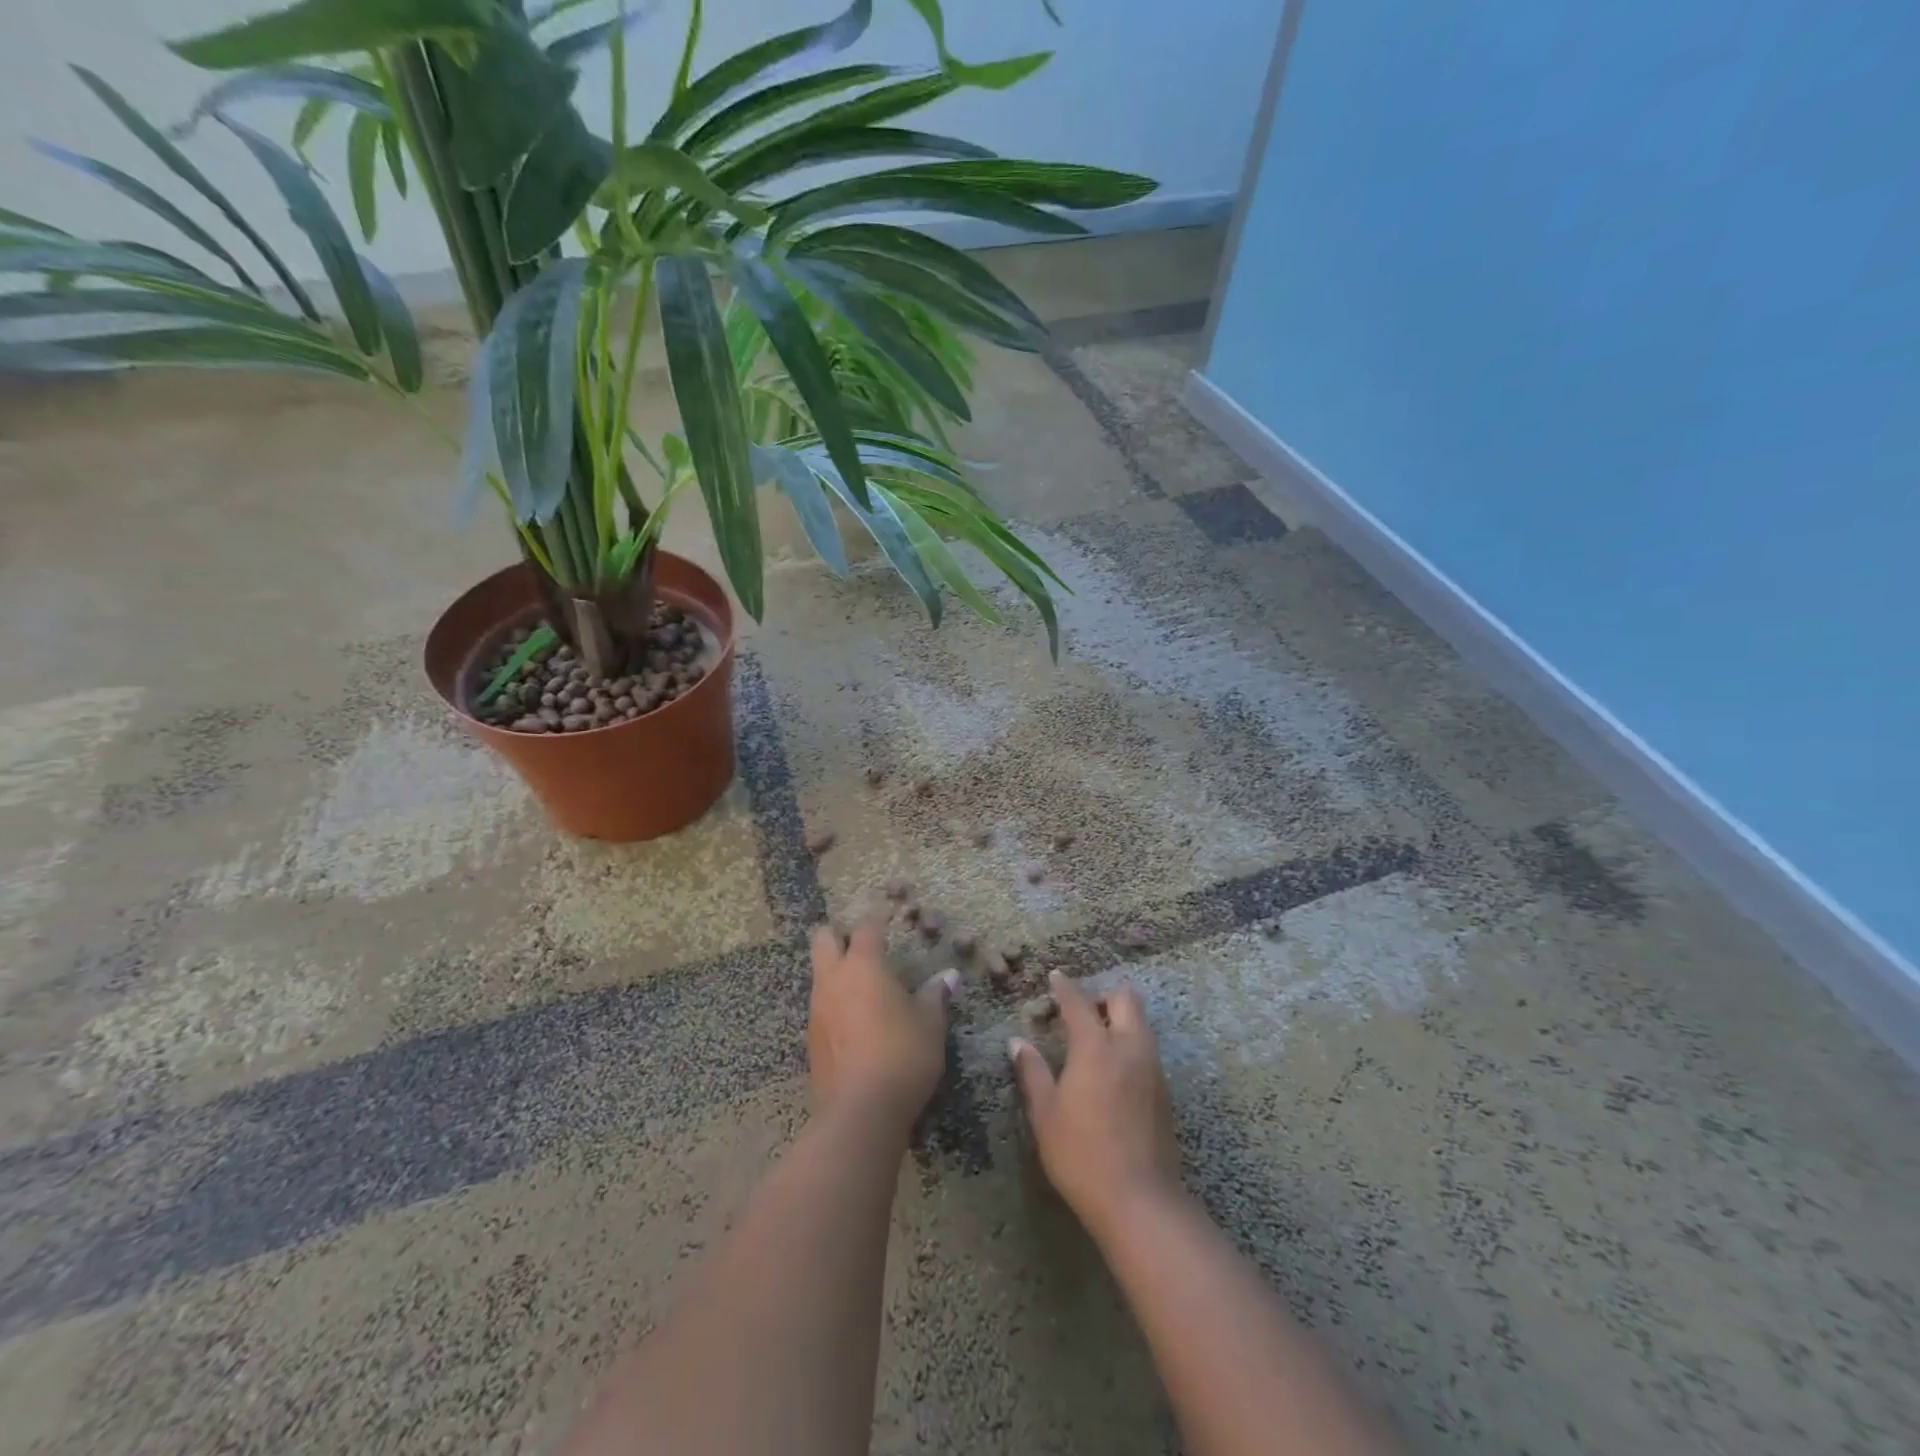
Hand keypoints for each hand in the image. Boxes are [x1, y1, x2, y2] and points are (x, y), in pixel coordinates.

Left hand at [808, 917, 957, 1130]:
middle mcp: (833, 980)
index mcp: (863, 965)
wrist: (859, 1111)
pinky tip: (854, 1021)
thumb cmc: (902, 1054)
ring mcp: (817, 1009)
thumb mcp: (930, 1024)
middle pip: (823, 939)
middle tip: (861, 943)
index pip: (867, 927)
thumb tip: (948, 977)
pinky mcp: (811, 1040)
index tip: (886, 912)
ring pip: (819, 973)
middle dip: (838, 934)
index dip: (877, 917)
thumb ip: (936, 996)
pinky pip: (820, 1006)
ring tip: (861, 984)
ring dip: (835, 970)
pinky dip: (834, 1003)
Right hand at [1011, 971, 1183, 1239]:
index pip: (1079, 1003)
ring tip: (1095, 1040)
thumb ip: (1032, 1073)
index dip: (1065, 987)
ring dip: (1120, 1020)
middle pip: (1126, 999)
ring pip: (1141, 1024)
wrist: (1140, 1201)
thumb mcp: (1046, 1114)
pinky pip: (1146, 1050)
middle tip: (1082, 1012)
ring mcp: (1152, 1069)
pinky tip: (1113, 1071)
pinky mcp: (1164, 1092)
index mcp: (1096, 1048)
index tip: (1055, 977)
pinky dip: (1129, 1045)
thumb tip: (1018, 1043)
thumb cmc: (1082, 1155)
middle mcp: (1129, 1048)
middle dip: (1103, 996)